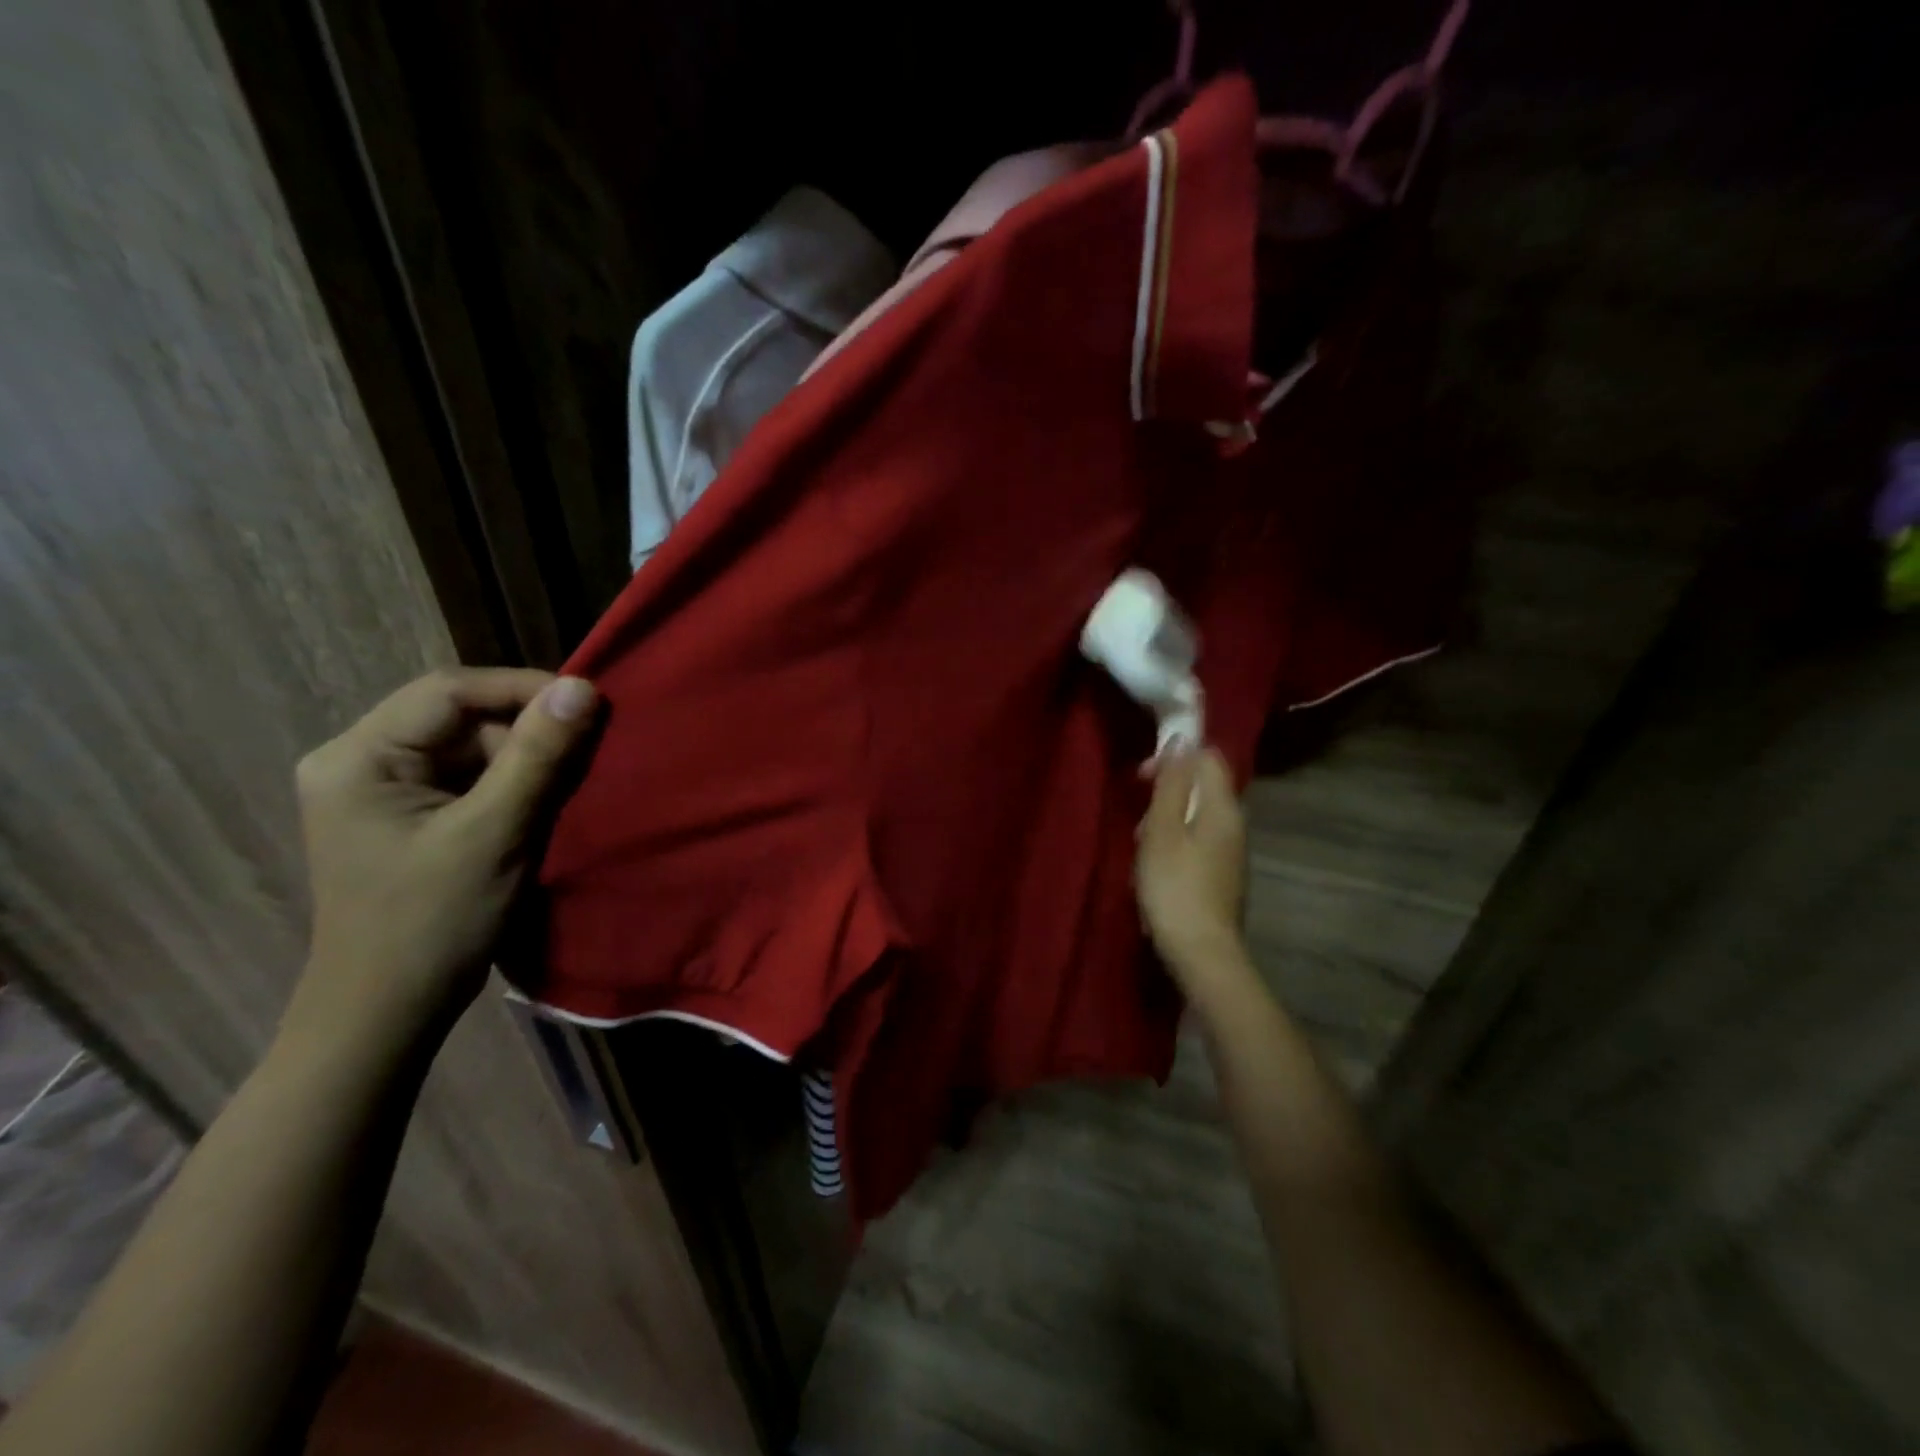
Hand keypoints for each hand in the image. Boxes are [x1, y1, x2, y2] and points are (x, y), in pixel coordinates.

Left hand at [287, 668, 599, 1048]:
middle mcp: (359, 761)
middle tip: (586, 752)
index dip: (523, 689)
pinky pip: (468, 777)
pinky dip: (511, 784)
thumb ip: (538, 756)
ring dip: (524, 759)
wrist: (389, 1012)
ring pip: (470, 746)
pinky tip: (541, 806)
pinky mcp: (406, 814)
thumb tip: (582, 687)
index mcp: (358, 757)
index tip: (589, 704)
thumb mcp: (495, 833)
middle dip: (527, 730)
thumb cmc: (433, 923)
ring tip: (569, 785)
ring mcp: (381, 789)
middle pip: (460, 716)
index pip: (449, 691)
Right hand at [1135, 747, 1248, 985]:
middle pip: (1202, 787)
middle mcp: (1235, 824)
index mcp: (1223, 808)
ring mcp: (1232, 853)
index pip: (1208, 758)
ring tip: (1143, 848)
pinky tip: (1157, 869)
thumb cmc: (1175, 887)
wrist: (1202, 953)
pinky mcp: (1223, 875)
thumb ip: (1172, 784)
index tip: (1142, 777)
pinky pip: (1198, 842)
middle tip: (1138, 820)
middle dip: (1166, 793)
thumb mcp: (1163, 830)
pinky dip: (1176, 844)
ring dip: (1167, 822)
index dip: (1175, 757)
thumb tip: (1183, 739)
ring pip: (1197, 816)